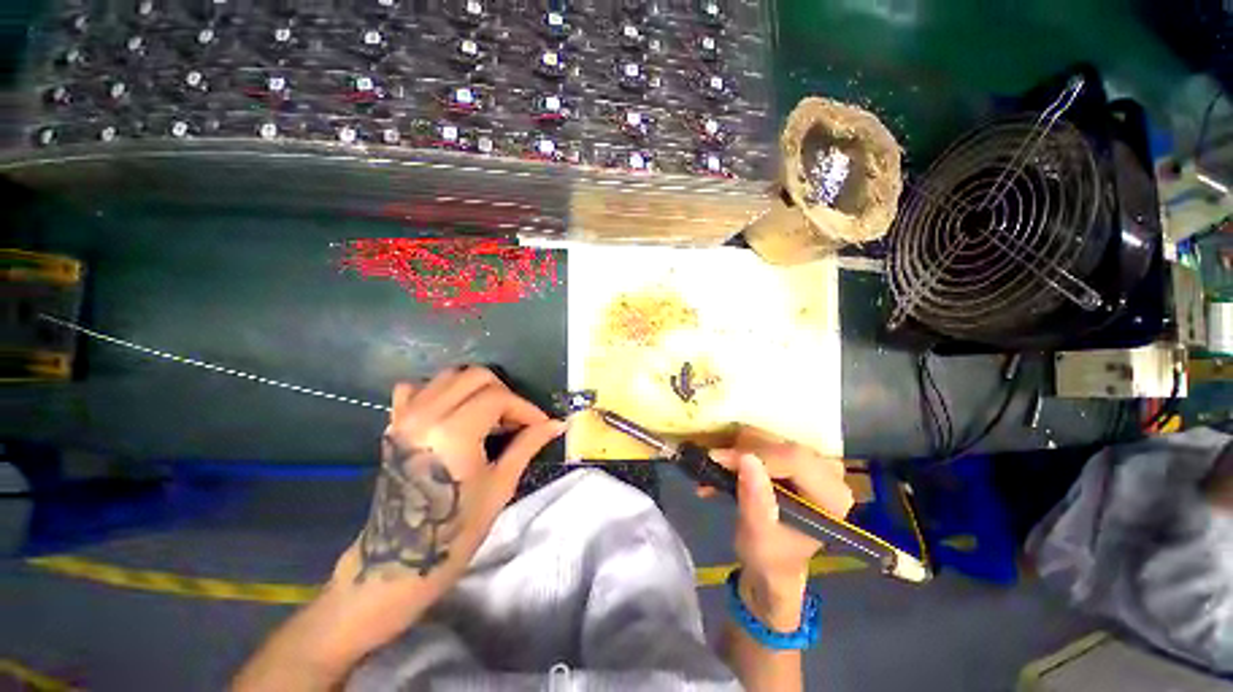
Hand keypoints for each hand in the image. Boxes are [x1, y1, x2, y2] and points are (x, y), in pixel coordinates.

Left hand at [326, 367, 564, 649]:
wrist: (398, 561)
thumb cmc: (456, 530)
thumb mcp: (500, 484)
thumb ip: (528, 444)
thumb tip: (558, 424)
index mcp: (453, 432)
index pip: (498, 397)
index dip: (525, 408)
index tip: (540, 424)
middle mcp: (425, 415)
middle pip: (475, 376)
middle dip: (503, 393)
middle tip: (515, 420)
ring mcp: (404, 417)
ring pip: (449, 375)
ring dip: (476, 388)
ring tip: (489, 416)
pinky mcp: (393, 424)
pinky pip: (416, 388)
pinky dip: (439, 391)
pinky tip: (452, 411)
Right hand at [705, 427, 853, 629]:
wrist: (773, 565)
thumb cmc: (770, 558)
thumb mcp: (758, 537)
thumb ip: (755, 501)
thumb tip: (746, 459)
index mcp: (832, 497)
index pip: (795, 459)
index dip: (755, 454)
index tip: (719, 459)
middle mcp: (829, 473)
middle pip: (782, 444)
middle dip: (743, 452)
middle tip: (714, 465)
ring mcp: (813, 461)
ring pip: (770, 437)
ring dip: (738, 451)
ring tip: (717, 470)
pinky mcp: (795, 456)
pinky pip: (764, 440)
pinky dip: (740, 450)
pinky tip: (725, 466)